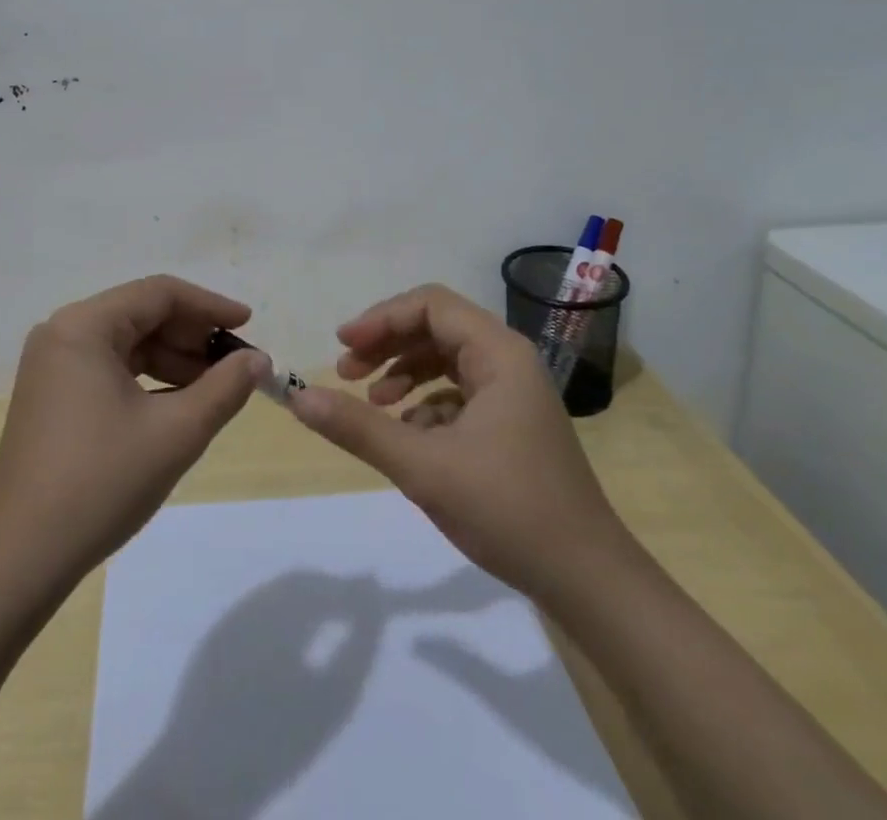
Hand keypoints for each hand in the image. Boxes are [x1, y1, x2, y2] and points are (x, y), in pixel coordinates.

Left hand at [0, 275, 268, 584]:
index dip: (210, 306)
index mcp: (83, 326)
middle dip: (192, 336)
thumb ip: (224, 388)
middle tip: (235, 363)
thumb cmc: (100, 483)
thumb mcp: (175, 433)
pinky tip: (178, 404)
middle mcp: (63, 333)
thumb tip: (258, 360)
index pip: (159, 294)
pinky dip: (148, 379)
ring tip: (215, 387)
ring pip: (127, 343)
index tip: (249, 325)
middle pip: (141, 314)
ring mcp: (53, 365)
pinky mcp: (51, 395)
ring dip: (173, 359)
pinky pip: (109, 368)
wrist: (19, 559)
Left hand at [90, 572, 383, 819]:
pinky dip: (285, 615)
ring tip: (339, 616)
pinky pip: (258, 612)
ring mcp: (230, 621)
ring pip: (278, 595)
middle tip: (366, 606)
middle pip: (301, 584)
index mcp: (277, 609)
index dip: (356, 590)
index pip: (326, 587)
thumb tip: (375, 602)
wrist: (198, 779)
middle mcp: (251, 604)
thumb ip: (358, 646)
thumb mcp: (331, 702)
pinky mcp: (215, 642)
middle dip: (333, 590)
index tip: (383, 596)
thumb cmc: (273, 744)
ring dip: (310, 600)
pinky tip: (299, 637)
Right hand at [289, 284, 626, 598]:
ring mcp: (513, 393)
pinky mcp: (512, 423)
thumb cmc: (508, 510)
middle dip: (387, 345)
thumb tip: (298, 398)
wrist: (588, 580)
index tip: (342, 346)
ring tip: (372, 403)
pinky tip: (408, 434)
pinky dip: (426, 403)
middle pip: (436, 327)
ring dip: (404, 372)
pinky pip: (459, 392)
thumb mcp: (423, 467)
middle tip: (346, 373)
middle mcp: (508, 361)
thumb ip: (358, 428)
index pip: (430, 305)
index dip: (381, 318)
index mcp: (498, 353)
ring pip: (446, 360)